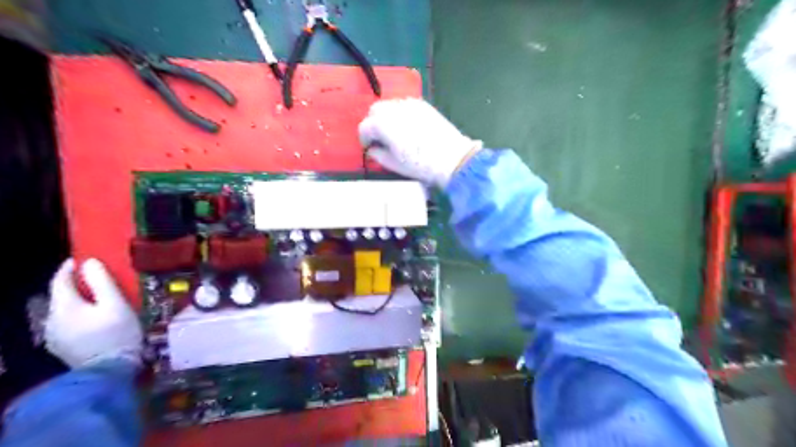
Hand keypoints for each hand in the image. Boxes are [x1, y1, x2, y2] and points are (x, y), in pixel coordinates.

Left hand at [44, 256, 143, 368]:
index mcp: (64, 306)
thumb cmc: (117, 333)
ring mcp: (54, 336)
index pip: (60, 280)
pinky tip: (95, 319)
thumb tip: (89, 262)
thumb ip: (102, 281)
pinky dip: (79, 315)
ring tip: (100, 299)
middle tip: (98, 279)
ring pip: (64, 310)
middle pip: (61, 296)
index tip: (84, 258)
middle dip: (77, 285)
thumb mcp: (115, 303)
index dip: (70, 267)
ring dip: (79, 301)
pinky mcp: (62, 347)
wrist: (110, 371)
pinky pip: (68, 323)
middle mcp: (52, 319)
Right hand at [359, 98, 481, 186]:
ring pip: (389, 105)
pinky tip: (407, 127)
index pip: (364, 126)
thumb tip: (372, 149)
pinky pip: (404, 104)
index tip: (368, 147)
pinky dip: (400, 113)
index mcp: (383, 124)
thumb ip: (378, 154)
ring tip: (393, 132)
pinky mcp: (423, 105)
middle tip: (379, 139)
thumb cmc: (420, 164)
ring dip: (386, 116)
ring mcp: (409, 104)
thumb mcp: (394, 164)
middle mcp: (394, 109)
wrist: (451, 158)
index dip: (364, 138)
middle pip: (375, 111)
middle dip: (373, 123)